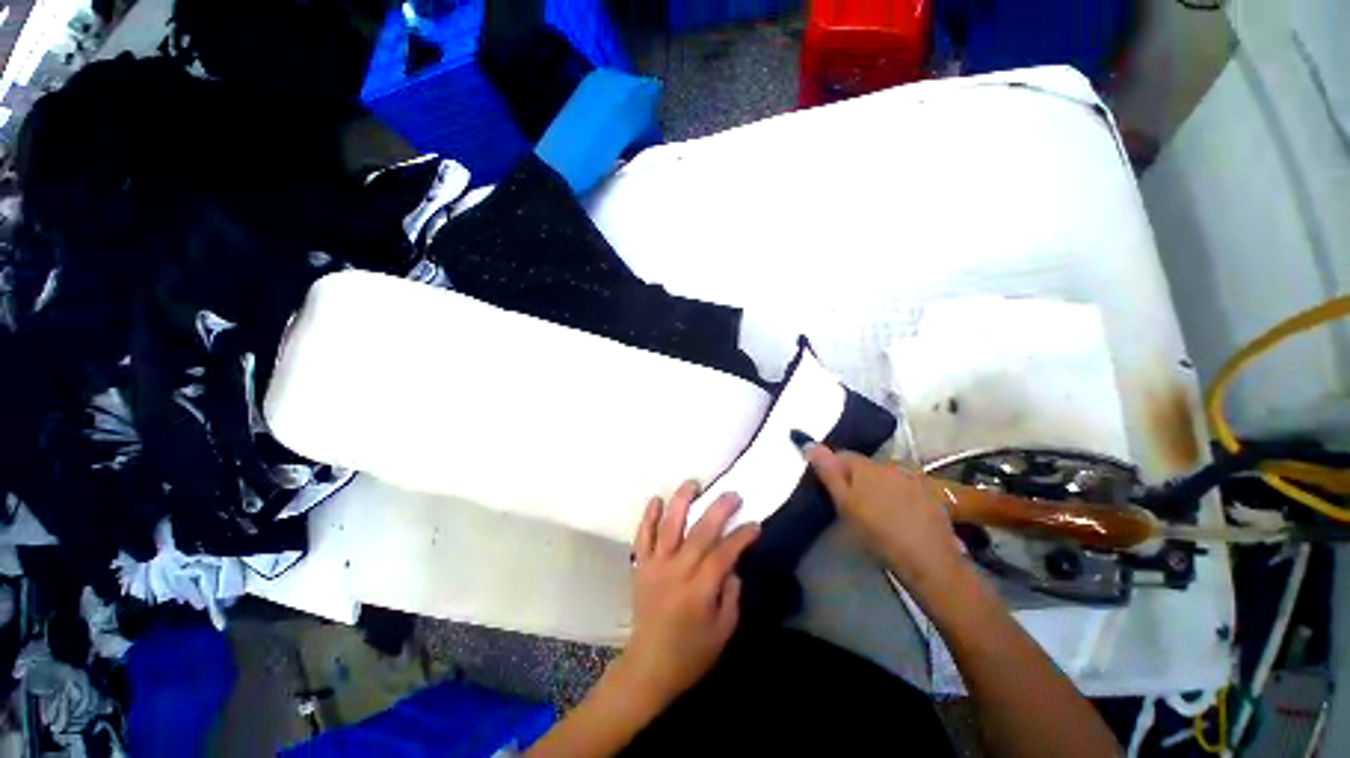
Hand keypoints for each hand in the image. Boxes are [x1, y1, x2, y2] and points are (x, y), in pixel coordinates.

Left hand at [611, 480, 759, 710]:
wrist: (648, 666)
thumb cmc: (691, 653)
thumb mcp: (724, 631)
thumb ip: (731, 595)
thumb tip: (731, 565)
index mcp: (699, 590)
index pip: (724, 554)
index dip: (741, 537)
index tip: (755, 525)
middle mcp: (677, 571)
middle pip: (699, 533)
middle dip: (718, 510)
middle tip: (732, 494)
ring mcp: (655, 566)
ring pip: (668, 526)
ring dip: (681, 501)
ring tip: (693, 484)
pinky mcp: (640, 566)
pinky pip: (642, 537)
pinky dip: (648, 517)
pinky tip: (656, 500)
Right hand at [805, 444, 965, 594]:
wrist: (928, 560)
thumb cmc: (878, 532)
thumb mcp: (844, 504)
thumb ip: (828, 472)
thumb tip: (810, 444)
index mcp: (867, 466)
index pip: (841, 455)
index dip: (832, 468)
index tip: (830, 489)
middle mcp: (891, 464)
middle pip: (865, 466)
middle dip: (856, 479)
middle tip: (852, 505)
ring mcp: (914, 479)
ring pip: (886, 477)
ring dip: (878, 488)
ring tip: (877, 513)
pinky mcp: (931, 495)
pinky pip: (905, 489)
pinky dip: (898, 498)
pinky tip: (899, 518)